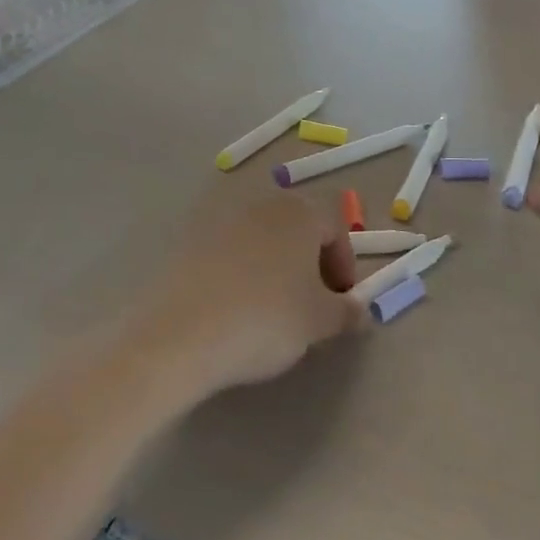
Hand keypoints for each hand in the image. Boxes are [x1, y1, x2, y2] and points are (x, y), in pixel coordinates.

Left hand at [128, 195, 361, 398]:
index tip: (341, 302)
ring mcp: (221, 220)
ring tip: (274, 310)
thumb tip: (359, 311)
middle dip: (311, 262)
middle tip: (312, 303)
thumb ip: (346, 312)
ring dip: (276, 267)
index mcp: (299, 212)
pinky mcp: (189, 242)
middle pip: (298, 228)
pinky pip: (230, 253)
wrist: (181, 333)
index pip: (335, 228)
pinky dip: (242, 274)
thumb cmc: (266, 319)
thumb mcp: (319, 321)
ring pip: (263, 240)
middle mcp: (261, 205)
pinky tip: (236, 309)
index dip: (345, 266)